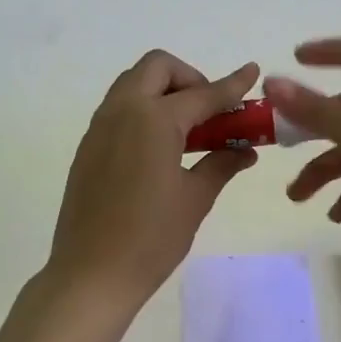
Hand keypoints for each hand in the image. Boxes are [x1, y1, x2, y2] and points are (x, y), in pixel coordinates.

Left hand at [46, 50, 259, 312]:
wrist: (91, 274)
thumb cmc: (151, 238)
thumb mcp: (194, 199)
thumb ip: (221, 164)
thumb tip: (245, 152)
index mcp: (154, 119)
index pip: (202, 94)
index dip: (231, 84)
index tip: (252, 71)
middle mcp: (122, 111)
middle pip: (157, 68)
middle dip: (189, 78)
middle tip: (209, 112)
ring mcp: (99, 128)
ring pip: (133, 84)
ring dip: (164, 91)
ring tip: (188, 130)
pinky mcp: (88, 147)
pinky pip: (118, 109)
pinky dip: (144, 110)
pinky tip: (160, 148)